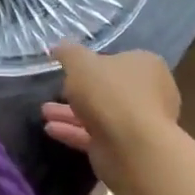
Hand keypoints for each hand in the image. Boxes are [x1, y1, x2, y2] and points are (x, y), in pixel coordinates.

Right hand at [42, 43, 180, 188]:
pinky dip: (74, 132)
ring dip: (71, 113)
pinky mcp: (128, 148)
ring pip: (100, 114)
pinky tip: (51, 130)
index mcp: (146, 66)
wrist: (132, 147)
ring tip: (44, 112)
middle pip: (108, 89)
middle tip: (55, 91)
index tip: (71, 69)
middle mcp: (149, 93)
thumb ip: (68, 53)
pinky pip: (97, 135)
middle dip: (78, 92)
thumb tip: (59, 46)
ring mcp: (140, 123)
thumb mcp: (80, 63)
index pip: (119, 60)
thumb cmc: (110, 93)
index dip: (94, 63)